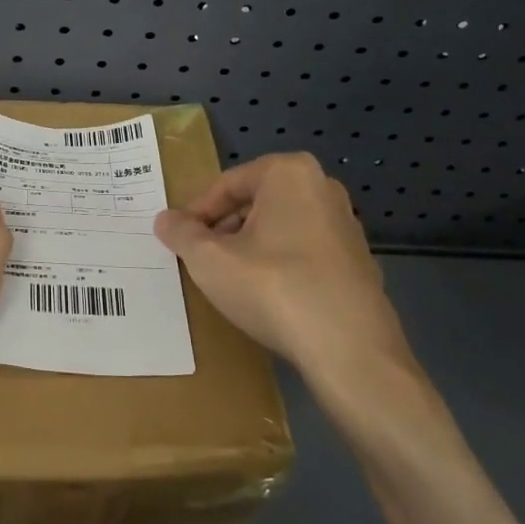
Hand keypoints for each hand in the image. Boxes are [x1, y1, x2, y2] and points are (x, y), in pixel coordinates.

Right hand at [153, 153, 435, 426]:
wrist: (350, 351)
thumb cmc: (273, 287)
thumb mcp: (210, 260)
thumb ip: (182, 234)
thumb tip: (165, 219)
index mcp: (289, 173)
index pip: (228, 184)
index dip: (197, 212)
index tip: (179, 240)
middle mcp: (323, 187)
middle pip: (256, 202)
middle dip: (225, 229)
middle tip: (201, 259)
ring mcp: (347, 226)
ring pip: (281, 228)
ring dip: (251, 248)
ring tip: (230, 280)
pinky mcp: (359, 263)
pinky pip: (305, 253)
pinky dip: (281, 266)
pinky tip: (267, 298)